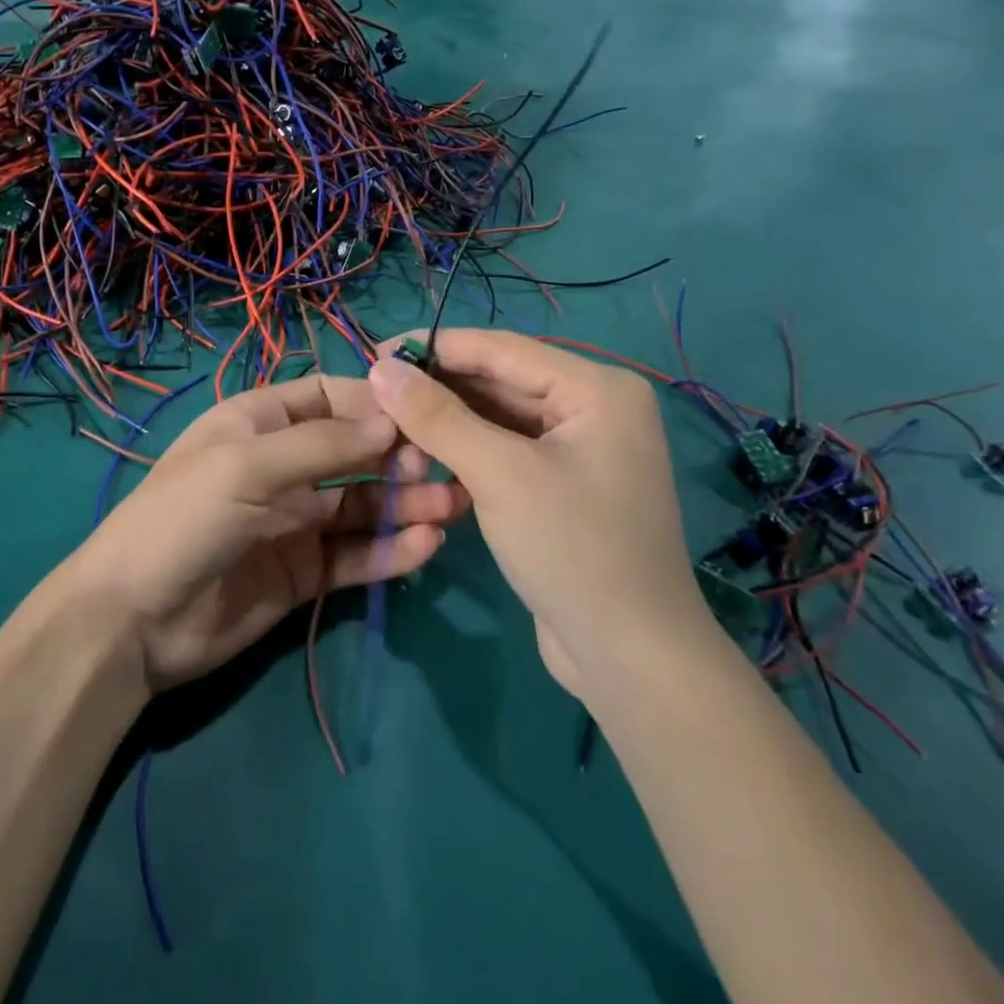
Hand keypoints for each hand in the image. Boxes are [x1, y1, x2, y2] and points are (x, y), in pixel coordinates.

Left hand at [65, 376, 469, 691]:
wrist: (134, 620)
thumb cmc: (183, 520)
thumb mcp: (246, 467)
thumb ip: (322, 446)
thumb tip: (392, 421)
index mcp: (257, 423)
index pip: (326, 397)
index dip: (371, 403)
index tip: (420, 416)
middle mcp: (281, 466)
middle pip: (353, 451)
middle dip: (397, 456)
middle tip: (441, 469)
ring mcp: (294, 521)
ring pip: (362, 506)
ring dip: (405, 504)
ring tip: (453, 507)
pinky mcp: (303, 572)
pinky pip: (355, 555)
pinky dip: (390, 550)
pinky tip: (426, 546)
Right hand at [367, 329, 712, 703]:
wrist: (630, 657)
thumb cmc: (572, 549)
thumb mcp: (499, 474)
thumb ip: (437, 416)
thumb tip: (381, 367)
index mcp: (596, 389)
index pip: (500, 349)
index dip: (434, 347)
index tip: (373, 353)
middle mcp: (593, 408)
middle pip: (500, 382)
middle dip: (438, 389)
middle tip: (374, 396)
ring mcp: (580, 449)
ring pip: (499, 419)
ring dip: (447, 422)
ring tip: (389, 427)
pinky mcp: (563, 485)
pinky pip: (506, 451)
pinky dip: (466, 452)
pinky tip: (425, 457)